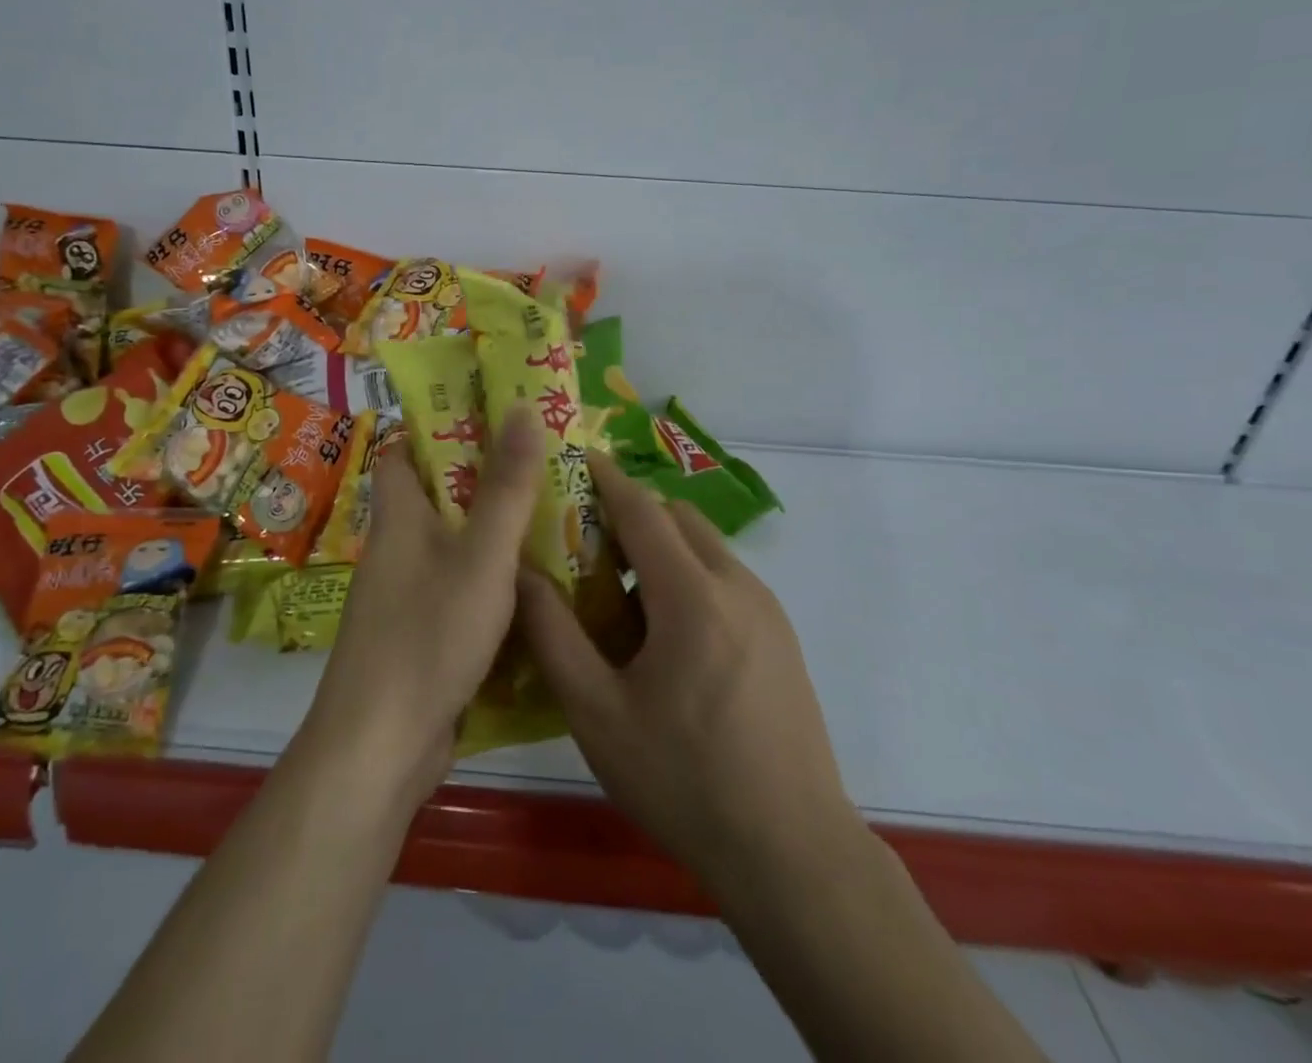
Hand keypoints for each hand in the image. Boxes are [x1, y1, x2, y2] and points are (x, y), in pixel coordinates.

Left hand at [304, 407, 543, 804]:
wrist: (381, 748)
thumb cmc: (429, 635)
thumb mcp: (481, 555)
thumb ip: (506, 486)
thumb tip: (519, 406)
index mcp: (399, 517)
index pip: (403, 452)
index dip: (438, 429)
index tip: (490, 418)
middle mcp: (397, 549)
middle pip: (437, 497)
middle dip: (485, 480)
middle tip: (543, 466)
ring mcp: (406, 596)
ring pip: (454, 546)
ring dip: (494, 532)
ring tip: (554, 518)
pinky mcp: (421, 636)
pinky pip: (459, 590)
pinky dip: (492, 581)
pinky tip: (537, 587)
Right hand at [516, 453, 863, 900]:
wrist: (793, 853)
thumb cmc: (684, 779)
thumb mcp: (597, 713)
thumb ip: (552, 634)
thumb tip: (518, 572)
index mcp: (692, 595)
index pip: (643, 509)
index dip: (606, 478)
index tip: (574, 458)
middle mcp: (737, 585)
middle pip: (678, 518)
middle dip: (632, 511)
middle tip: (585, 538)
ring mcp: (768, 610)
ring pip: (705, 546)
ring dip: (661, 546)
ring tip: (618, 590)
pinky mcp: (782, 636)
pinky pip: (725, 578)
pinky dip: (688, 574)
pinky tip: (663, 632)